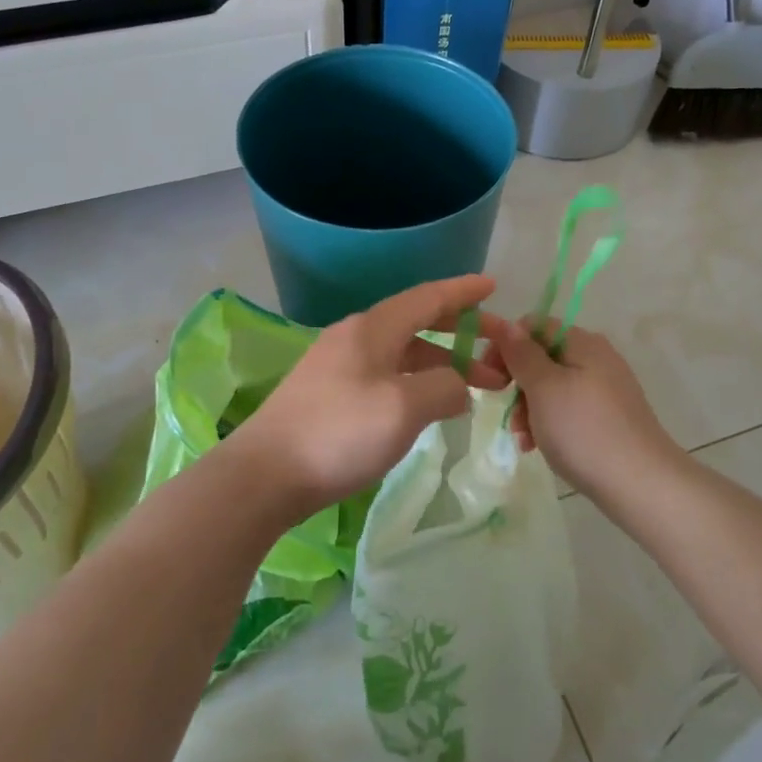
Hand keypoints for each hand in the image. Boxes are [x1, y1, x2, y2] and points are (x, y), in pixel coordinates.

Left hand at [232, 275, 505, 524]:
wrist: (264, 476)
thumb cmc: (339, 434)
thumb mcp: (404, 408)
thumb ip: (444, 388)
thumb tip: (457, 386)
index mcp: (372, 329)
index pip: (428, 298)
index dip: (463, 292)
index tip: (493, 286)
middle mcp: (354, 337)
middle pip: (416, 323)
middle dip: (460, 333)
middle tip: (497, 349)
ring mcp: (338, 366)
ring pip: (402, 353)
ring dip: (440, 364)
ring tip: (473, 388)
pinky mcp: (329, 394)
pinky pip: (386, 375)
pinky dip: (416, 382)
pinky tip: (427, 406)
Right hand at [478, 312, 679, 503]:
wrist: (640, 484)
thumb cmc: (584, 430)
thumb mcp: (543, 388)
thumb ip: (522, 354)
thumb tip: (507, 325)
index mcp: (582, 342)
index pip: (533, 325)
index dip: (506, 345)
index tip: (489, 376)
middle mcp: (597, 358)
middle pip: (542, 357)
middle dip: (517, 384)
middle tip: (507, 414)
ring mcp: (606, 388)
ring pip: (552, 387)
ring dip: (529, 409)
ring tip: (523, 440)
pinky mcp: (610, 417)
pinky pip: (569, 409)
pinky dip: (550, 423)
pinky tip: (539, 447)